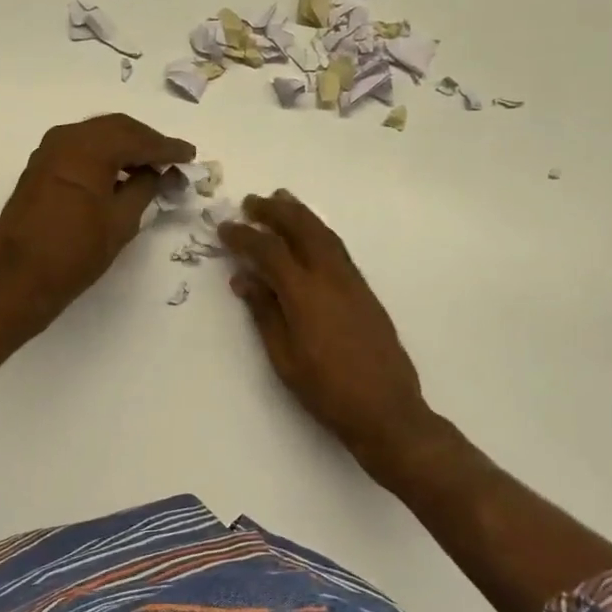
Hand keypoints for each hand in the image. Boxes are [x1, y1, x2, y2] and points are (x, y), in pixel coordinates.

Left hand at [0, 114, 194, 332]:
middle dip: (146, 142)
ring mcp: (48, 151)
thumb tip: (158, 173)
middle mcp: (66, 138)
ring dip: (124, 147)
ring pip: (96, 136)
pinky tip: (119, 175)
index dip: (167, 147)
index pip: (138, 139)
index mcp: (89, 148)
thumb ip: (145, 189)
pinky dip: (103, 156)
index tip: (190, 155)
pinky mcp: (39, 168)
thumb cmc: (75, 252)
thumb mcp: (121, 221)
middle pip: (116, 128)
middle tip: (171, 159)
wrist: (18, 278)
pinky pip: (79, 149)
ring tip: (150, 168)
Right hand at [219, 191, 430, 463]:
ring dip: (300, 214)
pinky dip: (318, 231)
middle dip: (275, 211)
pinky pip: (337, 248)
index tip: (224, 229)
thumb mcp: (284, 358)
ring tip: (280, 201)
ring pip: (324, 234)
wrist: (386, 410)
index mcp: (305, 294)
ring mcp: (352, 282)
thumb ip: (264, 313)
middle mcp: (331, 277)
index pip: (269, 251)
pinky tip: (309, 235)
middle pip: (302, 228)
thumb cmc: (327, 391)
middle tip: (251, 202)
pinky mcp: (365, 291)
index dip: (244, 236)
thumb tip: (243, 279)